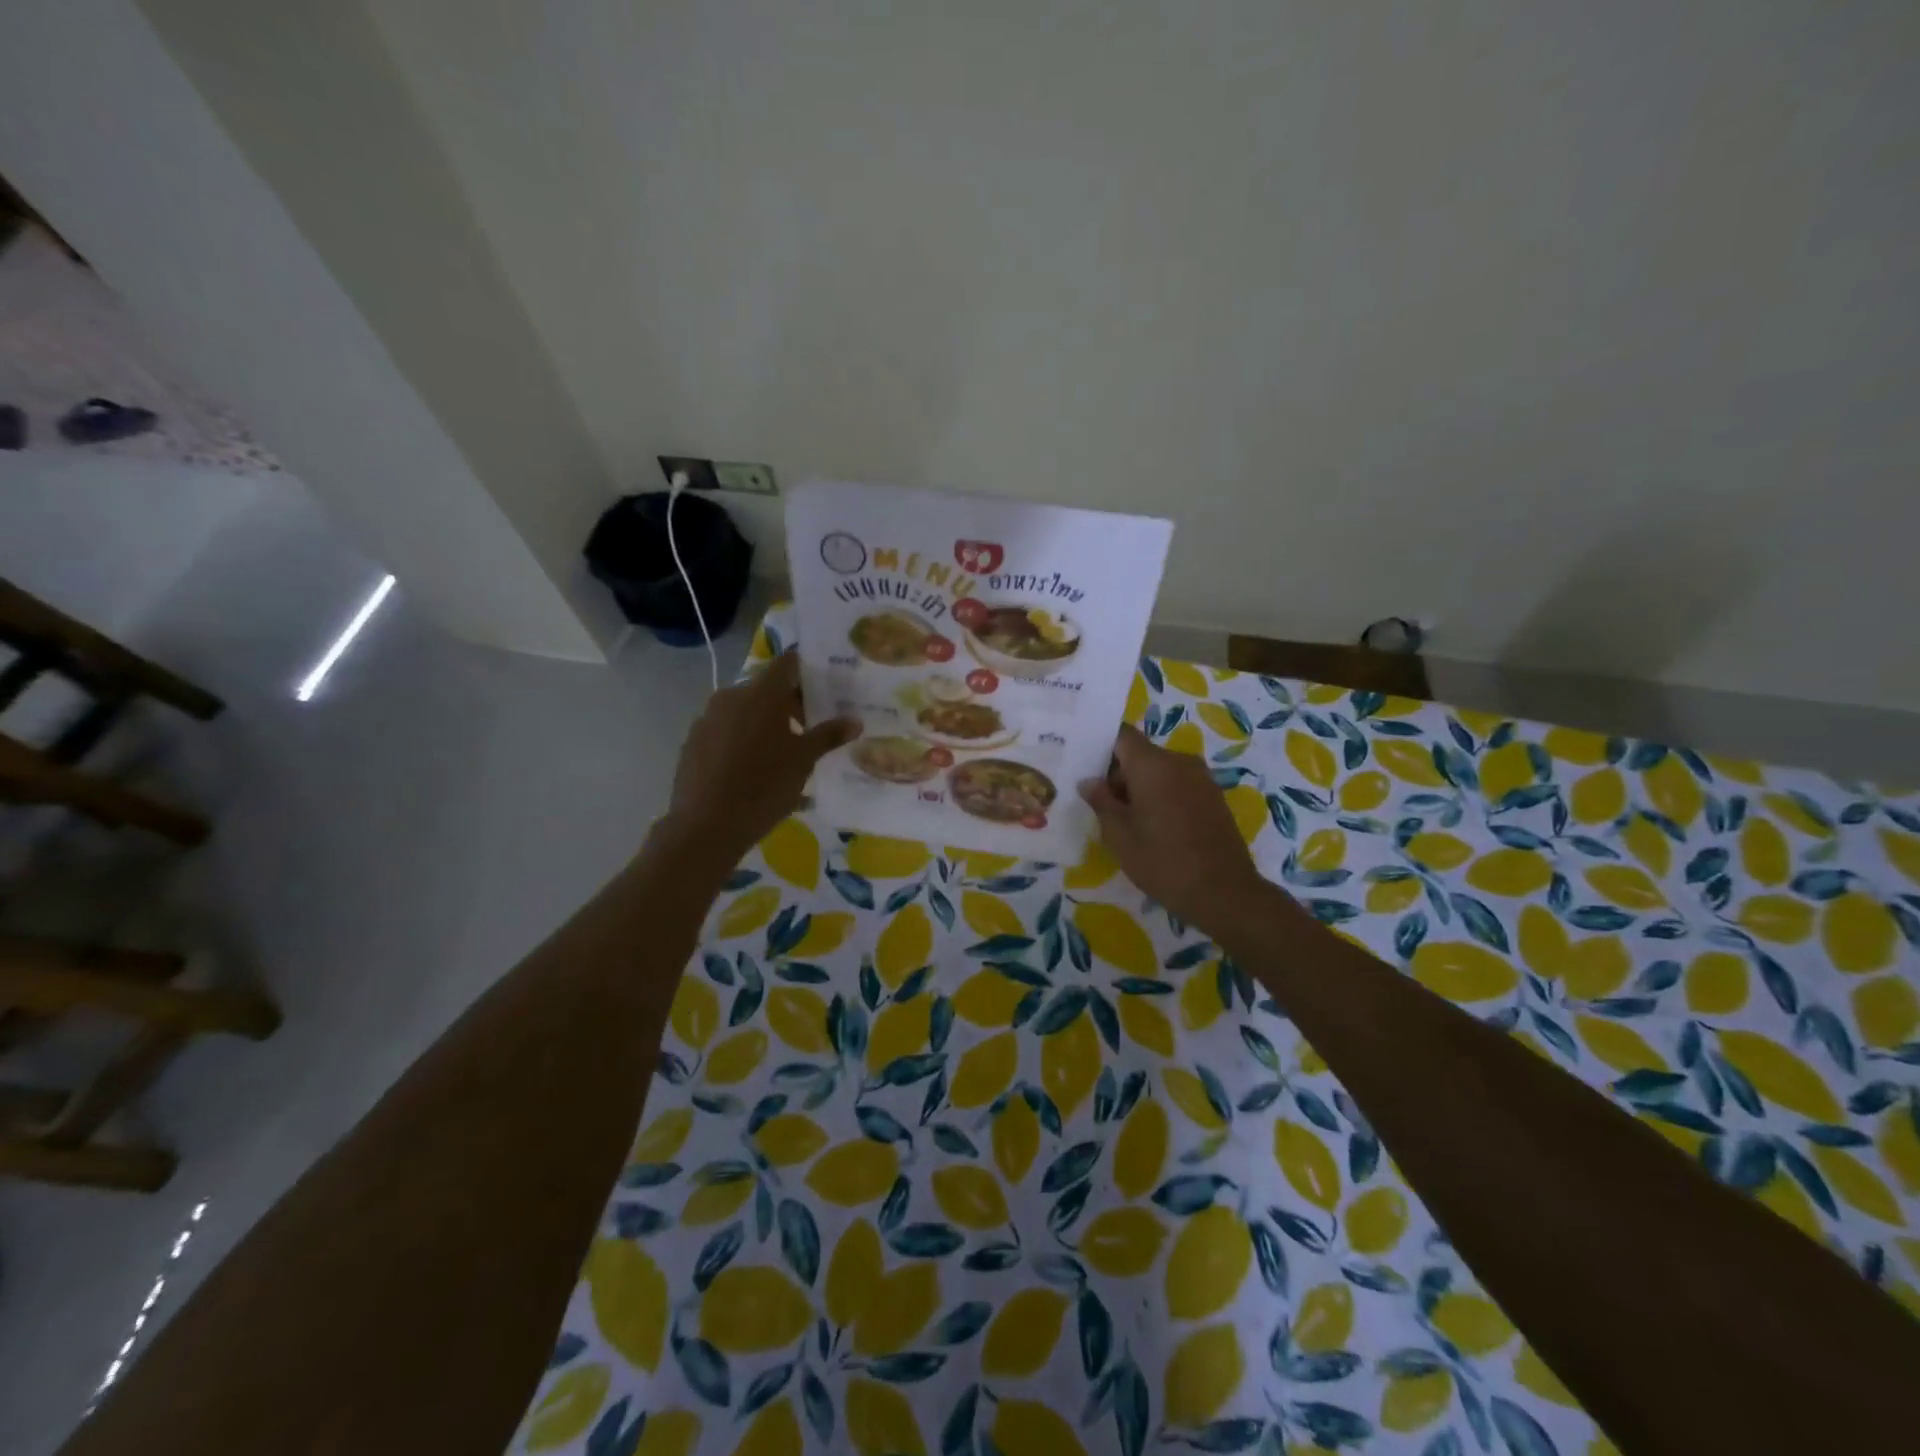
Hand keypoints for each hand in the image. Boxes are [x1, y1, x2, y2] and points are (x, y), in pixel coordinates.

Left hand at [658, 651, 858, 865]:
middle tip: (810, 726)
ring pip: (744, 709)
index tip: (825, 687)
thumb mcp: (804, 761)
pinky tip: (752, 768)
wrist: (706, 825)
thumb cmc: (764, 786)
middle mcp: (732, 695)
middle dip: (789, 702)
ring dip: (765, 721)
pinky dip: (742, 738)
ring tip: (783, 751)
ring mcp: (708, 717)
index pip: (788, 663)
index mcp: (762, 693)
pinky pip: (725, 729)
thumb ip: (828, 735)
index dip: (808, 671)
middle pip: (766, 687)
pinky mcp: (693, 740)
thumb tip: (854, 721)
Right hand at [1079, 724, 1271, 932]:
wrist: (1224, 893)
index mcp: (1153, 764)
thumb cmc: (1163, 862)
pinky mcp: (1214, 797)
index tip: (1085, 768)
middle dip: (1119, 774)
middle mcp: (1179, 761)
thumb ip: (1101, 802)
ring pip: (1160, 770)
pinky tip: (1154, 827)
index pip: (1121, 735)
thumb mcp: (1119, 836)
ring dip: (1141, 787)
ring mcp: (1201, 778)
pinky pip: (1178, 784)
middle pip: (1141, 754)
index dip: (1101, 747)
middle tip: (1100, 804)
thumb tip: (1089, 781)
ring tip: (1126, 819)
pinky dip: (1162, 796)